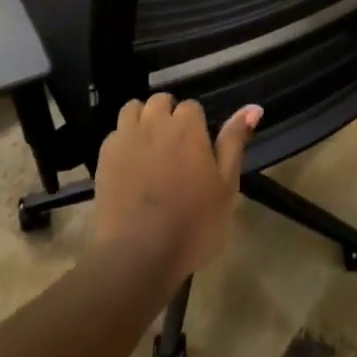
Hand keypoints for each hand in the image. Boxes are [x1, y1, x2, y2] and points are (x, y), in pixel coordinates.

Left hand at [94, 94, 260, 286]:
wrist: (139, 254)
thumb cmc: (193, 223)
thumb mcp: (226, 186)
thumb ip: (234, 142)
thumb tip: (253, 108)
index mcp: (187, 127)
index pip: (192, 106)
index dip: (197, 126)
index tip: (200, 150)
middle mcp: (154, 122)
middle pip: (160, 102)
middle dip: (169, 115)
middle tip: (177, 149)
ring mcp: (125, 138)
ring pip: (133, 109)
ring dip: (143, 119)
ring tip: (151, 148)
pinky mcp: (103, 156)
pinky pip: (115, 133)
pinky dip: (124, 140)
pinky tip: (131, 164)